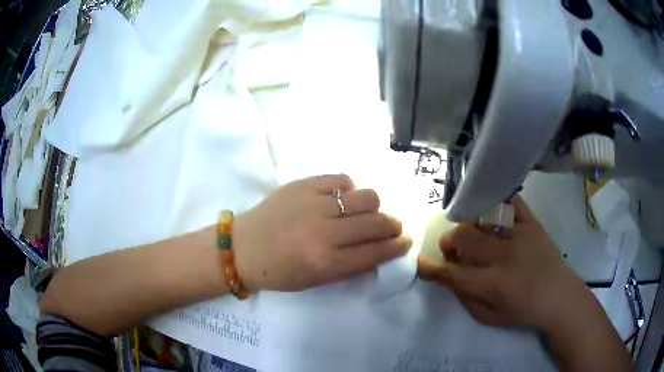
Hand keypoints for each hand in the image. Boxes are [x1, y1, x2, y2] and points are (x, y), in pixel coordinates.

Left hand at [233, 175, 412, 291]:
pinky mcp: (303, 184)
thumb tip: (379, 253)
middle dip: (393, 226)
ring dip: (374, 206)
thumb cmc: (278, 272)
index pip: (376, 252)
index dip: (397, 247)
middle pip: (377, 223)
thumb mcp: (315, 281)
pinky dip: (349, 190)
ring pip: (366, 197)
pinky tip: (343, 198)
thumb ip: (350, 268)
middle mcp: (325, 232)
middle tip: (393, 227)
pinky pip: (342, 179)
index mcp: (327, 263)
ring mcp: (314, 204)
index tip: (406, 241)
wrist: (243, 247)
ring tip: (368, 212)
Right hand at [419, 197, 590, 332]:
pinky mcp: (533, 223)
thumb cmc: (524, 312)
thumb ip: (465, 298)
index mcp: (494, 284)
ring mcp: (520, 235)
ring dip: (468, 224)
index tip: (421, 262)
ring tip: (471, 232)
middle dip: (448, 241)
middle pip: (464, 237)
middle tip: (451, 248)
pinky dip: (497, 202)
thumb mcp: (490, 318)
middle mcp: (505, 256)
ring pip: (482, 219)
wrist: (559, 297)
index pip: (452, 273)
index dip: (431, 267)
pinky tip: (491, 212)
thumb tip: (448, 277)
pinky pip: (511, 202)